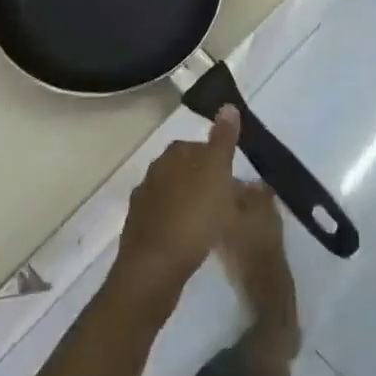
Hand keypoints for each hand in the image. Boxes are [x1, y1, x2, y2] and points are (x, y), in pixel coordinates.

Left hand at [109, 109, 242, 310]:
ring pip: (176, 195)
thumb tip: (228, 105)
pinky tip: (193, 241)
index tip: (235, 180)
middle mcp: (154, 172)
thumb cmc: (192, 217)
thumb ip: (223, 140)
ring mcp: (143, 202)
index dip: (219, 161)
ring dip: (194, 204)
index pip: (199, 146)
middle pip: (187, 170)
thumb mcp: (216, 173)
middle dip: (206, 183)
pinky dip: (181, 225)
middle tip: (230, 204)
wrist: (153, 270)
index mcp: (172, 155)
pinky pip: (167, 220)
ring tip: (215, 225)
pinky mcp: (139, 231)